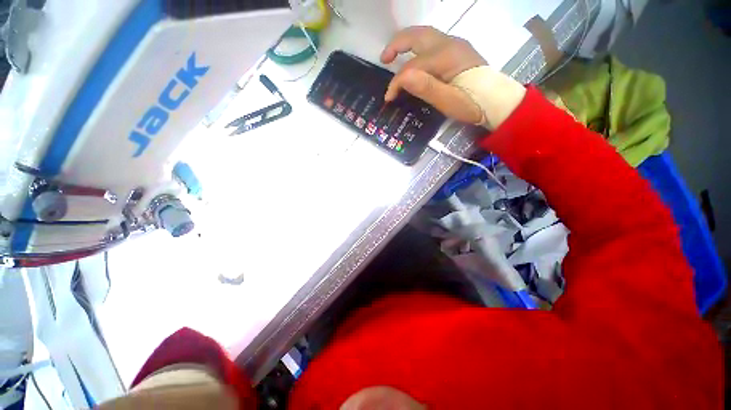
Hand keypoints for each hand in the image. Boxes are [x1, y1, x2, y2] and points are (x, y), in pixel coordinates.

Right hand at [381, 26, 485, 123]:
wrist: (498, 100)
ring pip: (424, 34)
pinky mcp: (457, 50)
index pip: (412, 66)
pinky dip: (416, 46)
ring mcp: (454, 44)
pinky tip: (413, 57)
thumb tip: (403, 77)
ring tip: (393, 55)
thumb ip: (426, 88)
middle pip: (416, 35)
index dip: (397, 82)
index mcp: (445, 57)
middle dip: (396, 45)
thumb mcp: (448, 102)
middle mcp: (449, 44)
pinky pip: (431, 41)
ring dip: (405, 42)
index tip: (389, 98)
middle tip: (383, 59)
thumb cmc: (473, 104)